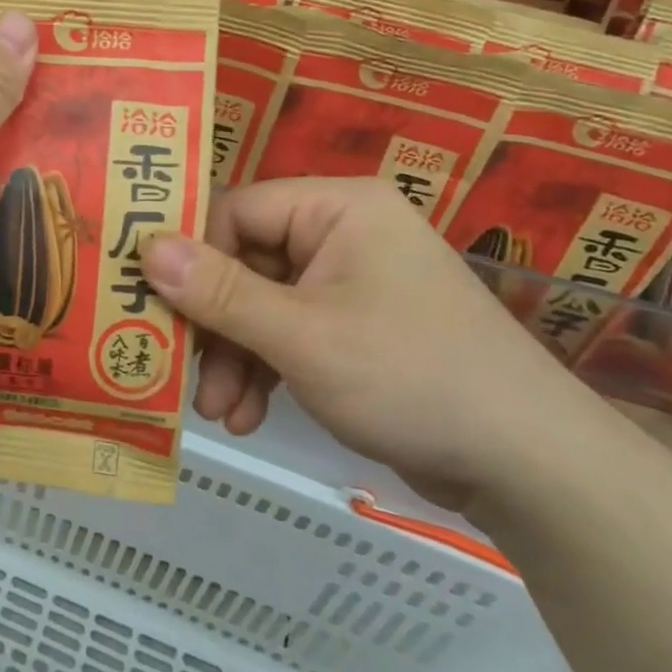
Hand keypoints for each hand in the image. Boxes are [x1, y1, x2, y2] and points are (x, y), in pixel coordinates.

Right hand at [140, 178, 606, 512]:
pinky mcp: (356, 328)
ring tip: (218, 412)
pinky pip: (290, 334)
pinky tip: (248, 415)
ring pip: (262, 305)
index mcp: (336, 207)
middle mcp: (341, 233)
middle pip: (244, 263)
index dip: (192, 258)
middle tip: (181, 372)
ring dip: (235, 358)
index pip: (237, 212)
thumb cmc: (409, 376)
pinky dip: (266, 371)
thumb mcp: (301, 335)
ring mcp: (350, 282)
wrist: (527, 464)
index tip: (155, 307)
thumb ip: (219, 292)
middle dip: (215, 326)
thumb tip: (144, 247)